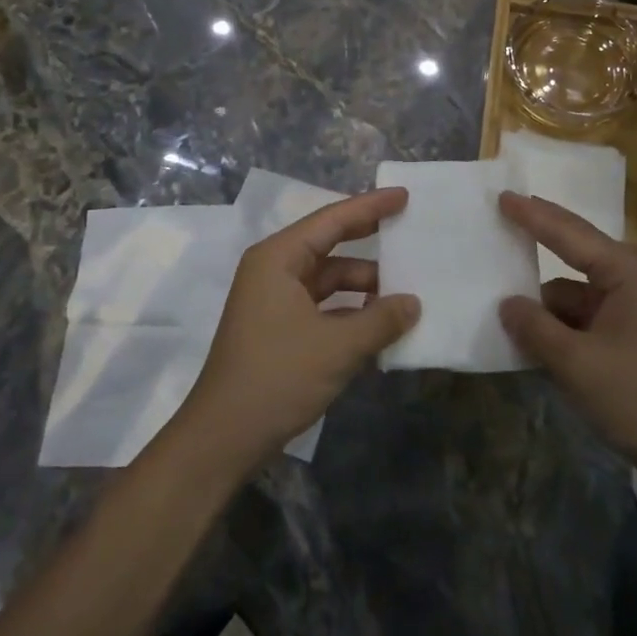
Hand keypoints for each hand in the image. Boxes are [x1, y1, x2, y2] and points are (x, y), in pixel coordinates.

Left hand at [172, 188, 419, 478]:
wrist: (222, 439)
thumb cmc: (277, 377)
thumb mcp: (338, 347)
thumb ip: (380, 319)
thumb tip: (413, 303)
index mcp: (278, 258)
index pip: (332, 220)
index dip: (370, 207)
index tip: (403, 196)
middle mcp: (274, 270)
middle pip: (329, 244)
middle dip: (368, 240)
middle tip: (408, 230)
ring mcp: (274, 301)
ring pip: (328, 279)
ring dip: (363, 285)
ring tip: (405, 290)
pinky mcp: (279, 329)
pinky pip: (322, 306)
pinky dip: (350, 310)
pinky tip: (380, 323)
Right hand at [498, 192, 636, 489]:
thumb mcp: (577, 364)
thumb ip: (536, 328)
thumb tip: (506, 303)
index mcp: (626, 271)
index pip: (568, 233)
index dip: (532, 215)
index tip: (502, 196)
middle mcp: (631, 276)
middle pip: (573, 250)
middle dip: (538, 238)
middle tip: (501, 216)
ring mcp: (631, 304)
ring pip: (573, 290)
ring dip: (543, 300)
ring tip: (500, 298)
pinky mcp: (628, 330)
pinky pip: (582, 314)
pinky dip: (557, 322)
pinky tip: (530, 335)